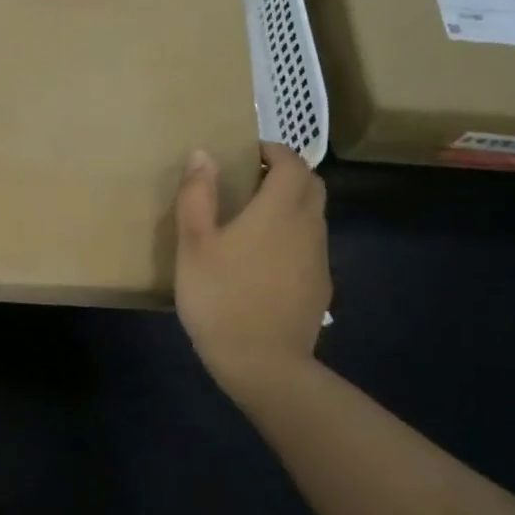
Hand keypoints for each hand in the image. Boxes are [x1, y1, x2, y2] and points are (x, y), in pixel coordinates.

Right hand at [173, 142, 330, 406]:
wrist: (262, 363)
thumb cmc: (221, 296)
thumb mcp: (194, 244)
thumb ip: (197, 195)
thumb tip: (203, 153)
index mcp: (279, 209)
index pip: (293, 162)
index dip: (274, 150)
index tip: (249, 153)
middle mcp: (308, 226)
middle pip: (312, 185)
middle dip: (287, 173)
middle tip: (252, 181)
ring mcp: (319, 259)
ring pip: (313, 217)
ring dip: (291, 206)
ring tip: (253, 220)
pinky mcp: (320, 288)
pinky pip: (310, 247)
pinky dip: (293, 238)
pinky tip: (264, 261)